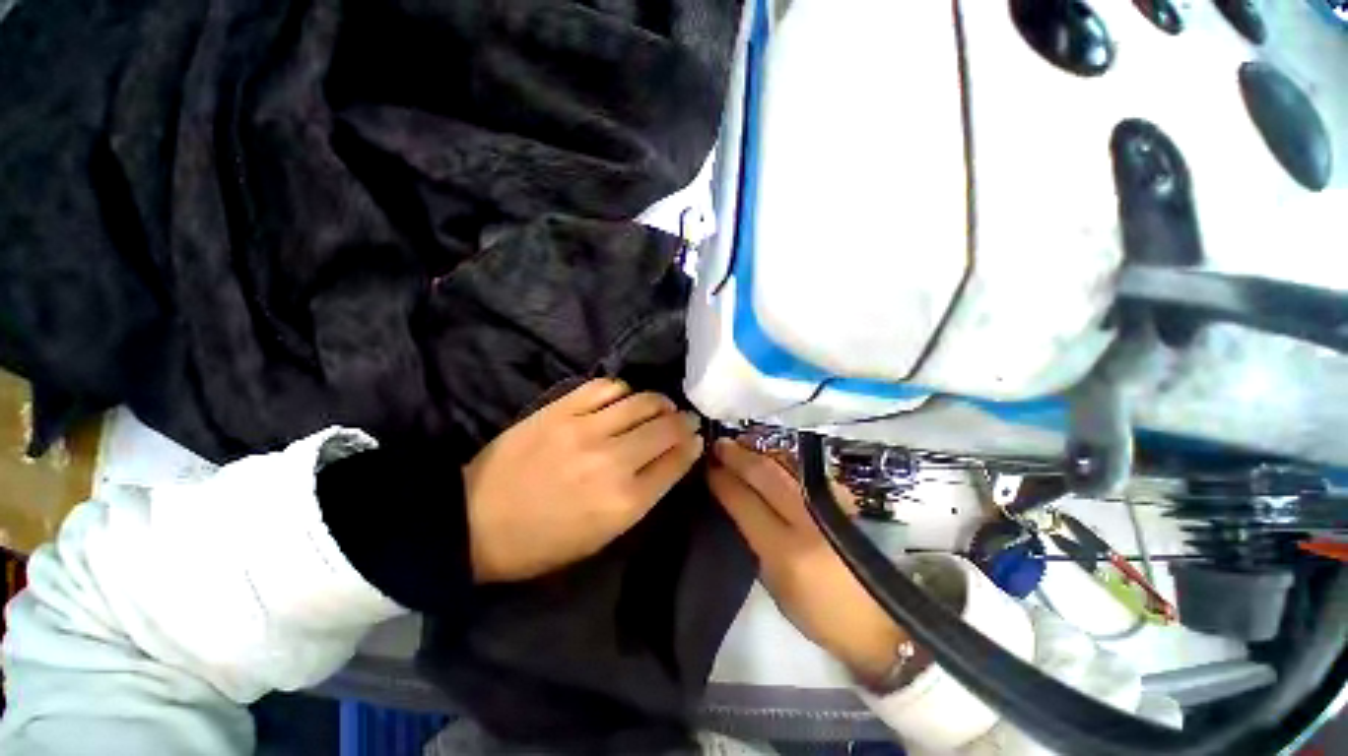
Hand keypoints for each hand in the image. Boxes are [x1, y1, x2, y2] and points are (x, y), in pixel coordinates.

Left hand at [464, 379, 702, 582]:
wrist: (475, 520)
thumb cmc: (544, 541)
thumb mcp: (603, 536)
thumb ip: (643, 495)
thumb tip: (672, 459)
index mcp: (625, 502)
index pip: (677, 461)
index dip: (692, 446)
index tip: (696, 438)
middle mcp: (613, 460)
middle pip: (667, 427)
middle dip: (684, 421)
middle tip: (684, 419)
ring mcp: (586, 429)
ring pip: (642, 401)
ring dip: (660, 402)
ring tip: (661, 406)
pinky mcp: (561, 409)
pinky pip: (607, 386)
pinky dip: (624, 390)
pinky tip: (624, 398)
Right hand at [708, 439, 907, 683]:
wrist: (880, 621)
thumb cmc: (820, 615)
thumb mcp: (776, 587)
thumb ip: (756, 542)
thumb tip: (738, 506)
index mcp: (785, 550)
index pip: (744, 501)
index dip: (722, 480)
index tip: (707, 468)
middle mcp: (808, 519)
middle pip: (765, 473)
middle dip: (737, 455)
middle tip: (718, 444)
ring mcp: (829, 504)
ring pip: (786, 465)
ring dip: (758, 453)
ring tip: (740, 447)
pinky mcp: (844, 499)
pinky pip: (804, 471)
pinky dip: (782, 461)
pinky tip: (770, 459)